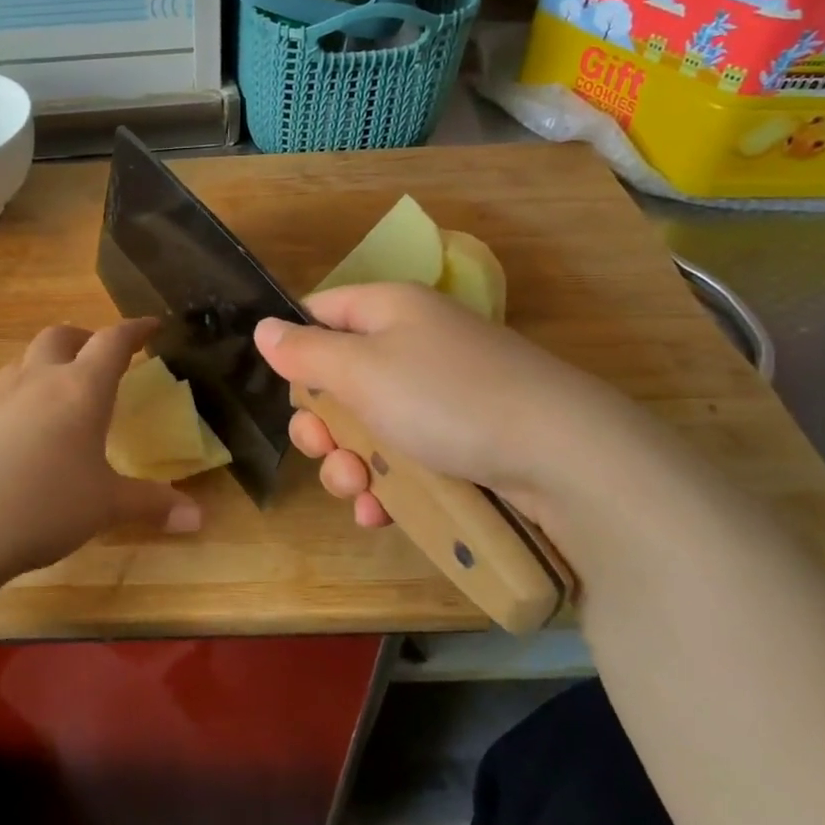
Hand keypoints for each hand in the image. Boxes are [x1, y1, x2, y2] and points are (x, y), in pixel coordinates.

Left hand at [0, 318, 201, 598]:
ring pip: (24, 361)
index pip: (112, 342)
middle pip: (60, 336)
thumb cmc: (43, 506)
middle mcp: (36, 381)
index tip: (152, 326)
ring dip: (47, 363)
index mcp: (79, 389)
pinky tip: (21, 433)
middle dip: (85, 338)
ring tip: (60, 390)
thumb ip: (152, 505)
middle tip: (100, 357)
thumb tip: (199, 518)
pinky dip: (19, 396)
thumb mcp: (105, 507)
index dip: (135, 330)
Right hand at [254, 283, 653, 529]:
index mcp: (389, 311)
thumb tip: (263, 329)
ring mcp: (439, 397)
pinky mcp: (461, 442)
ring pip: (368, 427)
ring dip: (348, 463)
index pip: (321, 313)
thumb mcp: (361, 370)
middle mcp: (412, 345)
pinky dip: (385, 486)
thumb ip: (305, 352)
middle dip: (322, 423)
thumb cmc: (446, 398)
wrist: (562, 456)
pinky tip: (379, 513)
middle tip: (322, 449)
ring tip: (355, 491)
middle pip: (340, 378)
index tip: (289, 391)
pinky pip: (404, 459)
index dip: (296, 349)